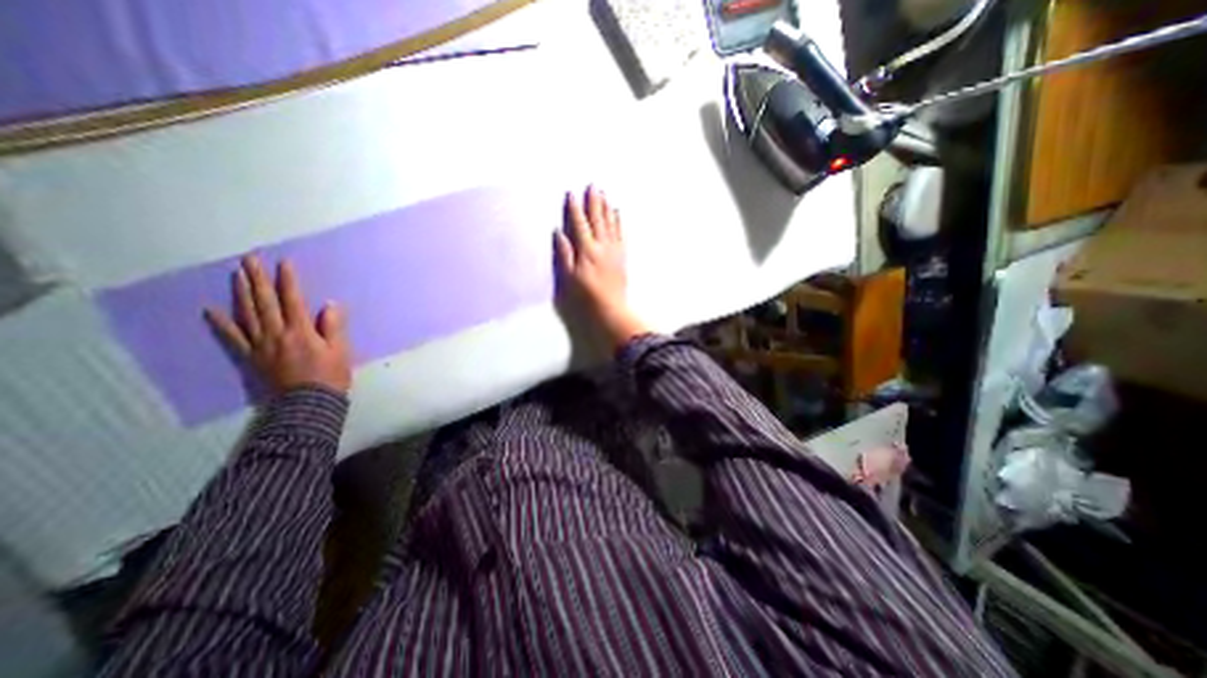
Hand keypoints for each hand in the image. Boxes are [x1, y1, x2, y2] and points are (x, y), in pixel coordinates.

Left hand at [203, 256, 351, 395]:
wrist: (308, 404)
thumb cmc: (330, 376)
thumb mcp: (341, 351)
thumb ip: (334, 327)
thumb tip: (330, 304)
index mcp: (302, 331)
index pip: (293, 300)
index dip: (288, 281)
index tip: (283, 262)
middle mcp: (277, 334)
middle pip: (265, 303)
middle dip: (258, 279)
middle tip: (249, 259)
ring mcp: (260, 345)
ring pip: (248, 314)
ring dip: (242, 293)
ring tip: (237, 275)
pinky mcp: (251, 357)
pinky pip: (233, 338)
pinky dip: (221, 323)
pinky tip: (211, 310)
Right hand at [555, 185, 649, 348]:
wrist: (610, 308)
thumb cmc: (586, 296)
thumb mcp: (569, 277)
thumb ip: (564, 254)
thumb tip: (559, 233)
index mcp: (586, 251)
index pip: (579, 225)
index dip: (574, 209)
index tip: (571, 194)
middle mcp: (602, 246)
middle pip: (597, 219)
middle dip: (593, 202)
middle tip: (593, 186)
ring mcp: (614, 251)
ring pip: (610, 224)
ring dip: (606, 208)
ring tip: (604, 194)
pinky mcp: (622, 256)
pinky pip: (620, 234)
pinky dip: (618, 221)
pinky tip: (617, 213)